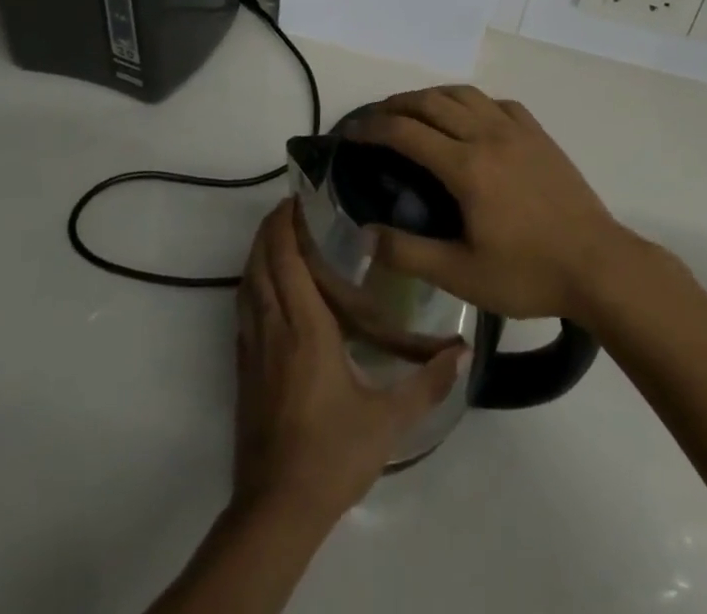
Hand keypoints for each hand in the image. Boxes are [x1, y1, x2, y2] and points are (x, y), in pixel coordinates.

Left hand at [232, 200, 464, 527]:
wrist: (277, 510)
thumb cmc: (333, 454)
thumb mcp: (388, 420)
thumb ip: (428, 382)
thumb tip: (463, 351)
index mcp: (305, 329)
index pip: (287, 259)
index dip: (286, 224)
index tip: (298, 196)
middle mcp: (274, 328)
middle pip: (261, 263)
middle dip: (270, 228)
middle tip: (291, 205)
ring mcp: (253, 349)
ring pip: (247, 284)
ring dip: (258, 252)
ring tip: (278, 233)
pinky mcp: (244, 370)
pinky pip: (243, 309)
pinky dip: (251, 283)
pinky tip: (267, 285)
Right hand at [353, 86, 633, 324]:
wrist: (597, 264)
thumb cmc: (528, 273)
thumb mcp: (462, 275)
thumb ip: (409, 254)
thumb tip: (363, 236)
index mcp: (466, 167)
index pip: (406, 132)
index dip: (373, 128)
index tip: (351, 133)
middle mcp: (487, 135)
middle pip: (431, 102)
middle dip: (396, 105)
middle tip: (375, 119)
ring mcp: (516, 129)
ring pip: (464, 94)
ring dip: (431, 96)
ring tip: (414, 111)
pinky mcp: (538, 133)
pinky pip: (496, 102)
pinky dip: (471, 102)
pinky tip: (469, 118)